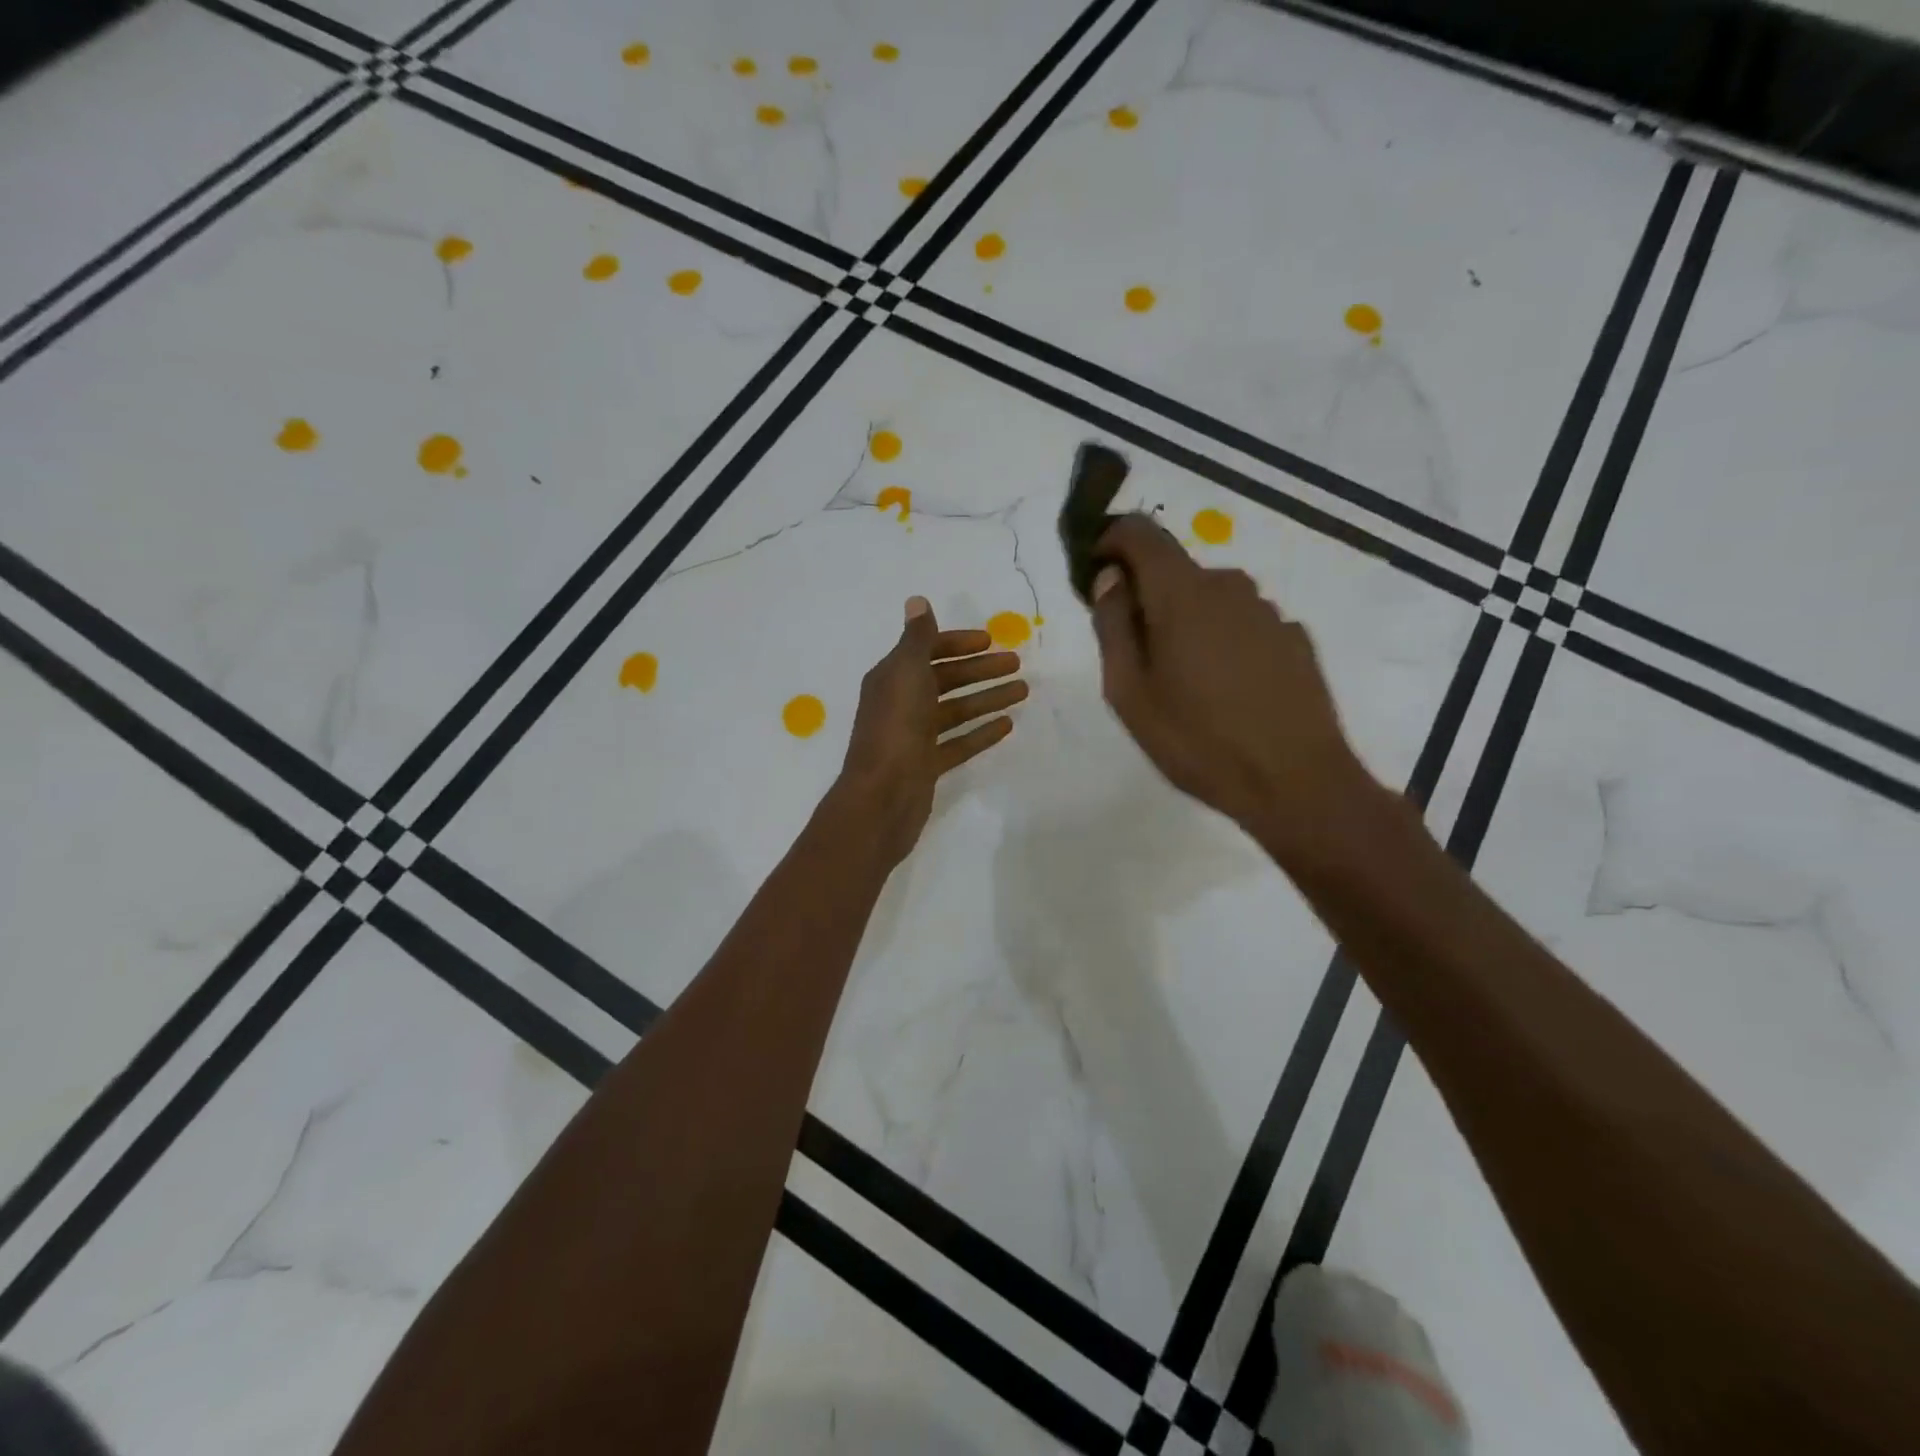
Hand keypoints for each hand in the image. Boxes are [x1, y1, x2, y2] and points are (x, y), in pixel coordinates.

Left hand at [838, 596, 1026, 866]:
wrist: (883, 797)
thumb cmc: (896, 728)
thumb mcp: (907, 673)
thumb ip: (917, 638)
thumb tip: (916, 601)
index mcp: (892, 677)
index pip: (927, 650)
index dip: (958, 643)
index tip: (991, 642)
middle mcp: (901, 702)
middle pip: (945, 679)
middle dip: (980, 670)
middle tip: (1018, 665)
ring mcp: (914, 736)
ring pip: (955, 710)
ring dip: (987, 698)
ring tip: (1023, 692)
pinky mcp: (926, 764)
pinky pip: (958, 742)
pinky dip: (980, 732)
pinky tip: (1007, 726)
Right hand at [1088, 515, 1371, 863]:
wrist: (1295, 782)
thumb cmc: (1197, 741)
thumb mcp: (1129, 693)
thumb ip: (1112, 626)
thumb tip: (1109, 578)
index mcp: (1182, 594)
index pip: (1141, 533)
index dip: (1112, 540)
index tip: (1097, 570)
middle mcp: (1229, 587)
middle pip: (1176, 570)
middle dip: (1148, 596)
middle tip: (1136, 654)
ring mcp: (1268, 611)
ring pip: (1211, 598)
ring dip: (1187, 621)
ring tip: (1184, 681)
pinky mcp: (1294, 638)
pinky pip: (1243, 623)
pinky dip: (1223, 640)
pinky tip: (1227, 690)